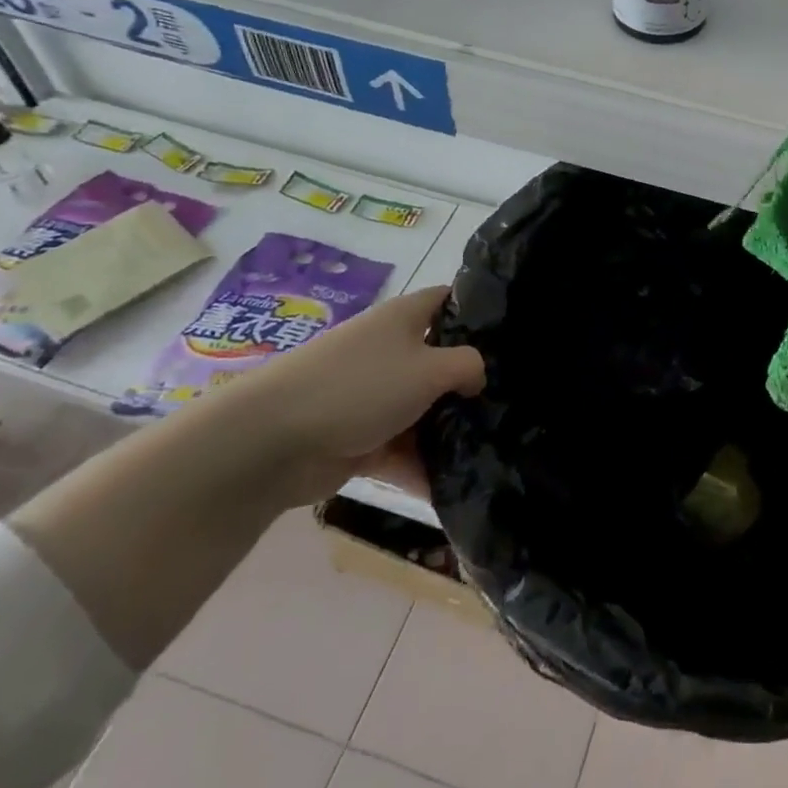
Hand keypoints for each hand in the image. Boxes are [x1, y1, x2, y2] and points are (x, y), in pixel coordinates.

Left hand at [188, 285, 483, 507]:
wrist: (273, 441)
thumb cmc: (361, 386)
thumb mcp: (430, 368)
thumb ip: (468, 365)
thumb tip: (477, 377)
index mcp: (405, 318)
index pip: (449, 300)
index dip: (479, 309)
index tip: (513, 331)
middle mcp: (390, 350)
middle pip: (439, 358)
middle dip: (470, 381)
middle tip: (510, 399)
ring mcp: (372, 394)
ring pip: (422, 408)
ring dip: (447, 430)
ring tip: (492, 448)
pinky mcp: (357, 436)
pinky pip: (399, 449)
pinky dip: (419, 466)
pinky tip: (452, 488)